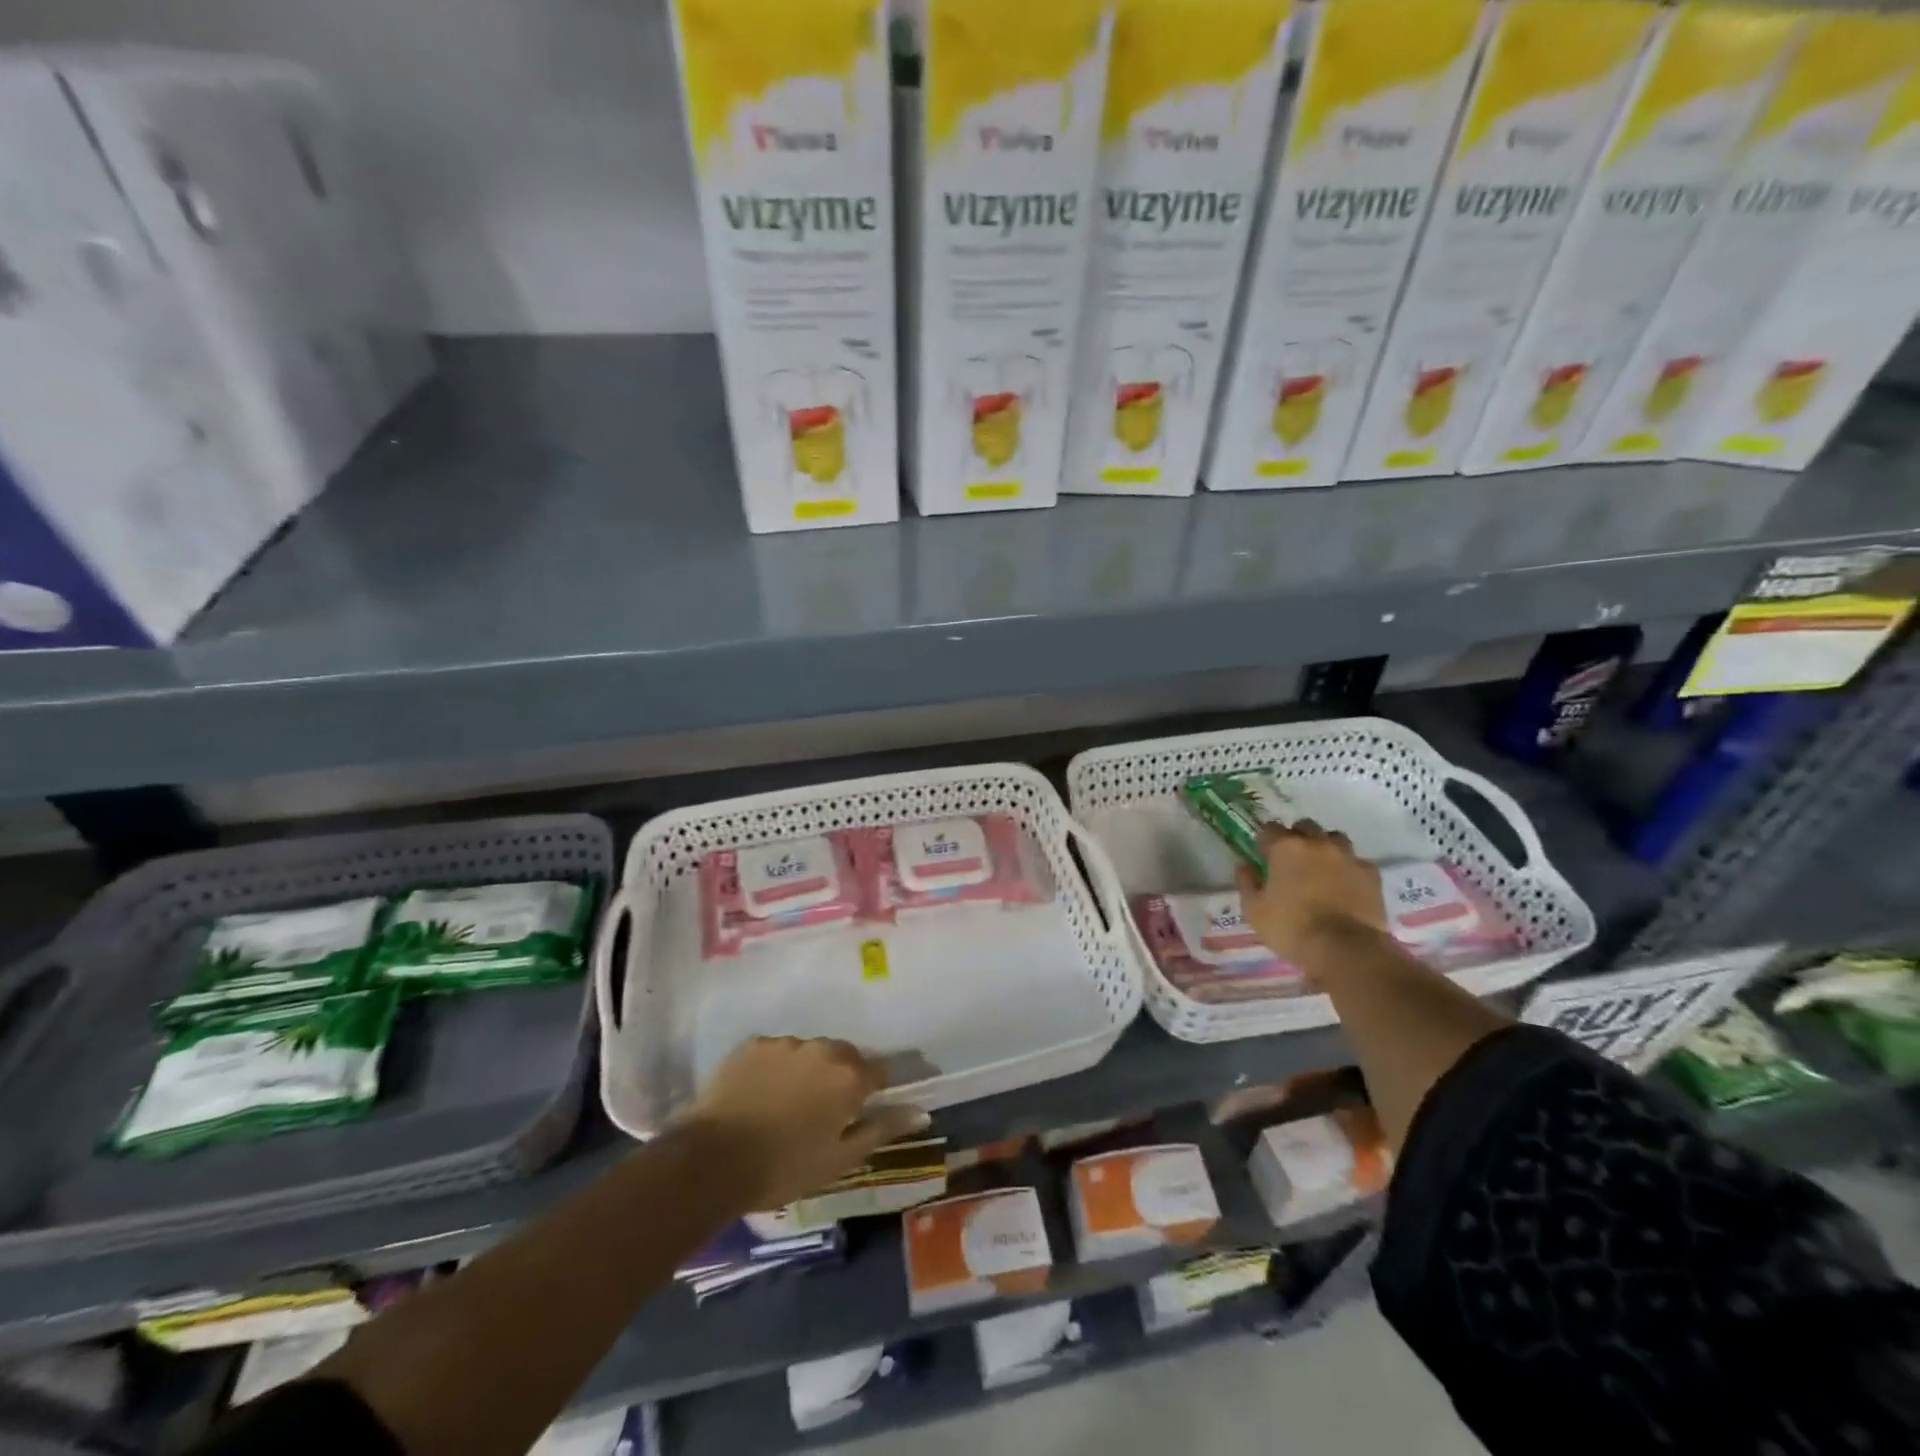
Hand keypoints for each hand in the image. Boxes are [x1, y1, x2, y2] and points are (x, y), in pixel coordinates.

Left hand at [682, 1037, 930, 1210]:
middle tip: (823, 1111)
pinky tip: (761, 1095)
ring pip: (809, 1052)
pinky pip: (776, 1052)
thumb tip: (920, 1111)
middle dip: (841, 1077)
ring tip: (787, 1104)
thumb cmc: (784, 1167)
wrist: (713, 1160)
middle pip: (844, 1056)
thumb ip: (882, 1129)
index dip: (875, 1089)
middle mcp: (822, 1049)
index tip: (864, 1108)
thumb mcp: (840, 1159)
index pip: (880, 1070)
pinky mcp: (753, 1044)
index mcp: (849, 1076)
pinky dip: (776, 1068)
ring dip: (807, 1071)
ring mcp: (785, 1043)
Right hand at [1235, 820, 1388, 981]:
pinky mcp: (1371, 874)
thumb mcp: (1254, 910)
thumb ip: (1247, 883)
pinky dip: (1349, 868)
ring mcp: (1347, 856)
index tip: (1263, 857)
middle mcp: (1317, 843)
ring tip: (1321, 869)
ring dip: (1325, 848)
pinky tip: (1345, 885)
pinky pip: (1357, 861)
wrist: (1346, 949)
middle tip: (1292, 861)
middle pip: (1305, 827)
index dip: (1265, 842)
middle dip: (1297, 838)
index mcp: (1285, 847)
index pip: (1270, 829)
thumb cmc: (1291, 928)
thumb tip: (1245, 866)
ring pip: (1334, 839)